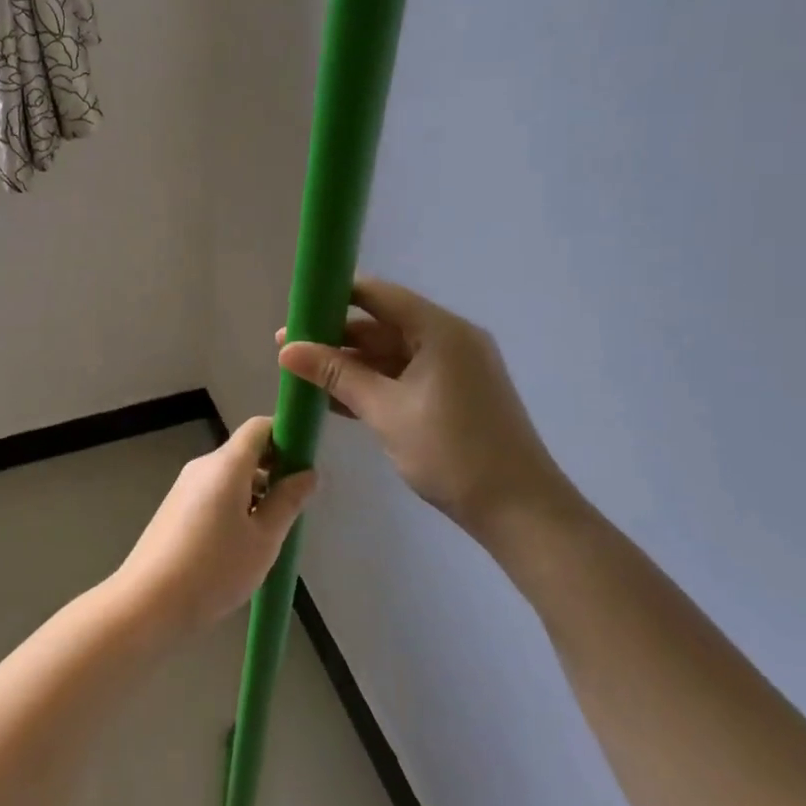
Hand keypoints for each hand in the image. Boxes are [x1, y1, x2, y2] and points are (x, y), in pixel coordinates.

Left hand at [112, 417, 316, 635]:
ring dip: (255, 492)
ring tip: (271, 533)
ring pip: (229, 476)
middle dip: (274, 470)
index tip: (304, 464)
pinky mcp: (175, 509)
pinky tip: (240, 544)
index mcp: (225, 465)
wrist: (147, 603)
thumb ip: (287, 502)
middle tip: (294, 507)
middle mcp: (203, 466)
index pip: (259, 427)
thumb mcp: (263, 539)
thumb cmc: (213, 569)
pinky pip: (213, 493)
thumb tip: (308, 473)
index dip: (286, 436)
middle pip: (245, 452)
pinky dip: (234, 506)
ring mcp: (185, 487)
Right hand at [277, 277, 580, 554]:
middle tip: (288, 349)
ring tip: (303, 375)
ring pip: (391, 355)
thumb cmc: (452, 452)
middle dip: (335, 337)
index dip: (335, 295)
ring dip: (350, 365)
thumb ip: (336, 375)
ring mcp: (454, 369)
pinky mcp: (454, 395)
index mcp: (440, 330)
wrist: (519, 510)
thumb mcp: (386, 410)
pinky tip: (335, 399)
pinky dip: (373, 384)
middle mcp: (449, 340)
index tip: (296, 307)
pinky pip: (404, 377)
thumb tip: (286, 350)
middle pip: (382, 324)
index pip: (378, 295)